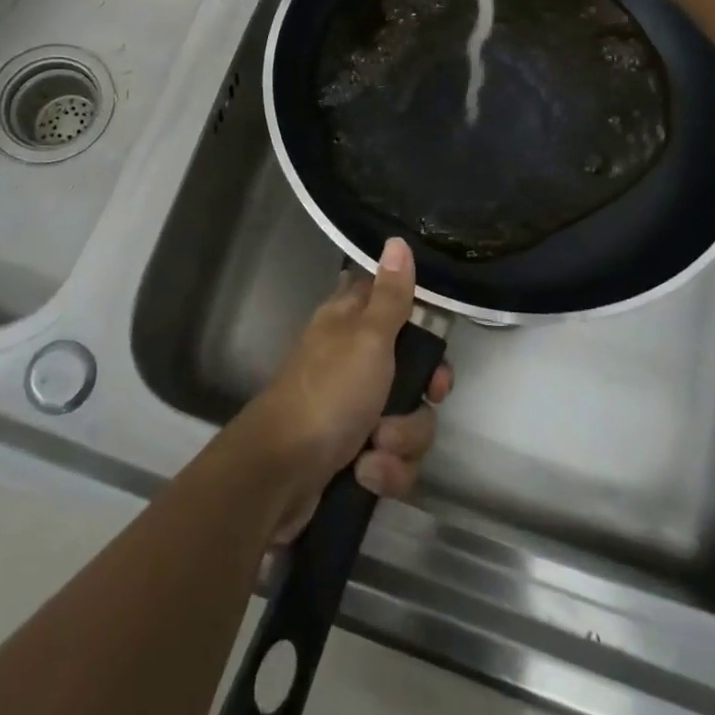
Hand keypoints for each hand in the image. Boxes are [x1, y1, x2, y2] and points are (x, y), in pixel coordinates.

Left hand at [242, 238, 452, 541]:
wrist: (280, 473)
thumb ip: (391, 295)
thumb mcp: (368, 337)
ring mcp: (353, 410)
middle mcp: (353, 362)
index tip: (433, 349)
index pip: (396, 309)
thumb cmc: (328, 392)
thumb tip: (397, 240)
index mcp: (350, 324)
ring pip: (408, 422)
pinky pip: (393, 461)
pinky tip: (363, 474)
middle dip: (421, 401)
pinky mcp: (354, 453)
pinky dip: (384, 471)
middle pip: (414, 375)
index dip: (422, 330)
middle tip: (424, 397)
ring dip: (401, 442)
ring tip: (374, 447)